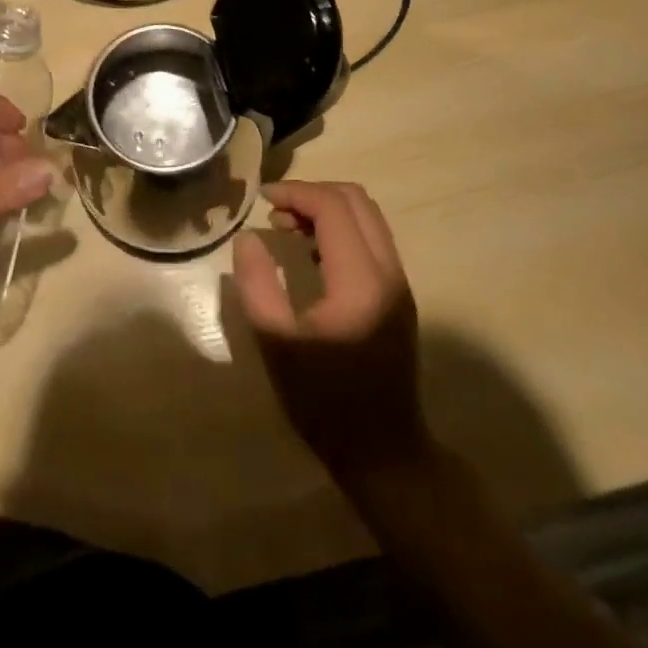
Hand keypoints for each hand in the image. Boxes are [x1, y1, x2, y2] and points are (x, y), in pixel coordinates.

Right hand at [232, 181, 429, 486]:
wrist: (385, 455)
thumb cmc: (324, 401)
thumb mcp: (276, 344)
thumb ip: (257, 284)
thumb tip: (248, 238)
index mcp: (359, 281)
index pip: (332, 207)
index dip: (295, 193)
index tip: (262, 200)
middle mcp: (388, 272)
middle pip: (355, 200)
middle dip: (312, 193)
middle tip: (275, 210)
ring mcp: (399, 283)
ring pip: (367, 215)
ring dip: (327, 209)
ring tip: (288, 227)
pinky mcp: (399, 295)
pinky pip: (372, 238)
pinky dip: (341, 228)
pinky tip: (311, 252)